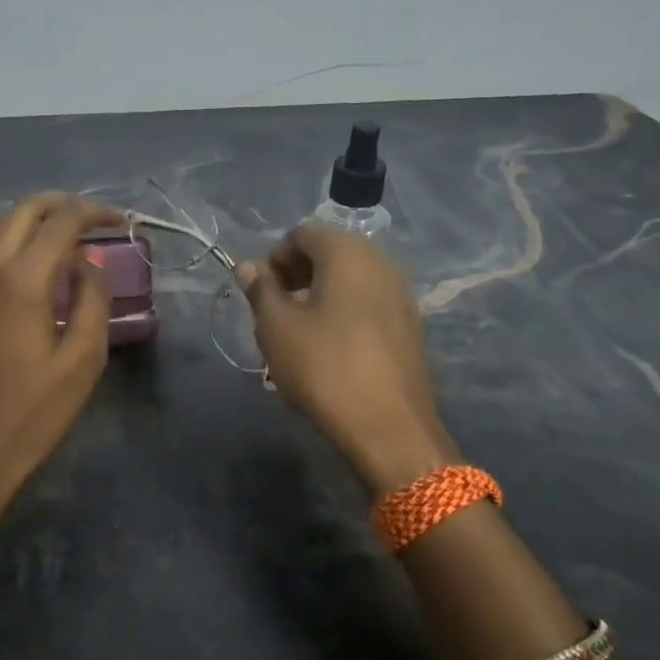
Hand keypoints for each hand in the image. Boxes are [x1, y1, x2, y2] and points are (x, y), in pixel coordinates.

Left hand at [0, 193, 119, 498]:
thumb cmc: (35, 411)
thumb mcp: (83, 358)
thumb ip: (92, 299)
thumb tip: (87, 263)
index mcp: (22, 280)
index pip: (61, 222)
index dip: (94, 212)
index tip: (120, 220)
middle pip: (23, 211)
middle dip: (61, 204)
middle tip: (93, 218)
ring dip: (34, 220)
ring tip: (66, 236)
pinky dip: (13, 241)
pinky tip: (33, 265)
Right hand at [239, 226, 457, 492]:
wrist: (388, 426)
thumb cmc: (323, 367)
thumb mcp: (276, 328)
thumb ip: (261, 290)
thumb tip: (249, 267)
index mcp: (347, 252)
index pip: (302, 233)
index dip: (274, 257)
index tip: (260, 292)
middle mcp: (380, 262)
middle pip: (330, 252)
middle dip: (297, 274)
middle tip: (275, 310)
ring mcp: (401, 294)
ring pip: (351, 279)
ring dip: (320, 294)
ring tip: (299, 332)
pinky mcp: (410, 325)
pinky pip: (369, 303)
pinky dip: (345, 312)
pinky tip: (331, 348)